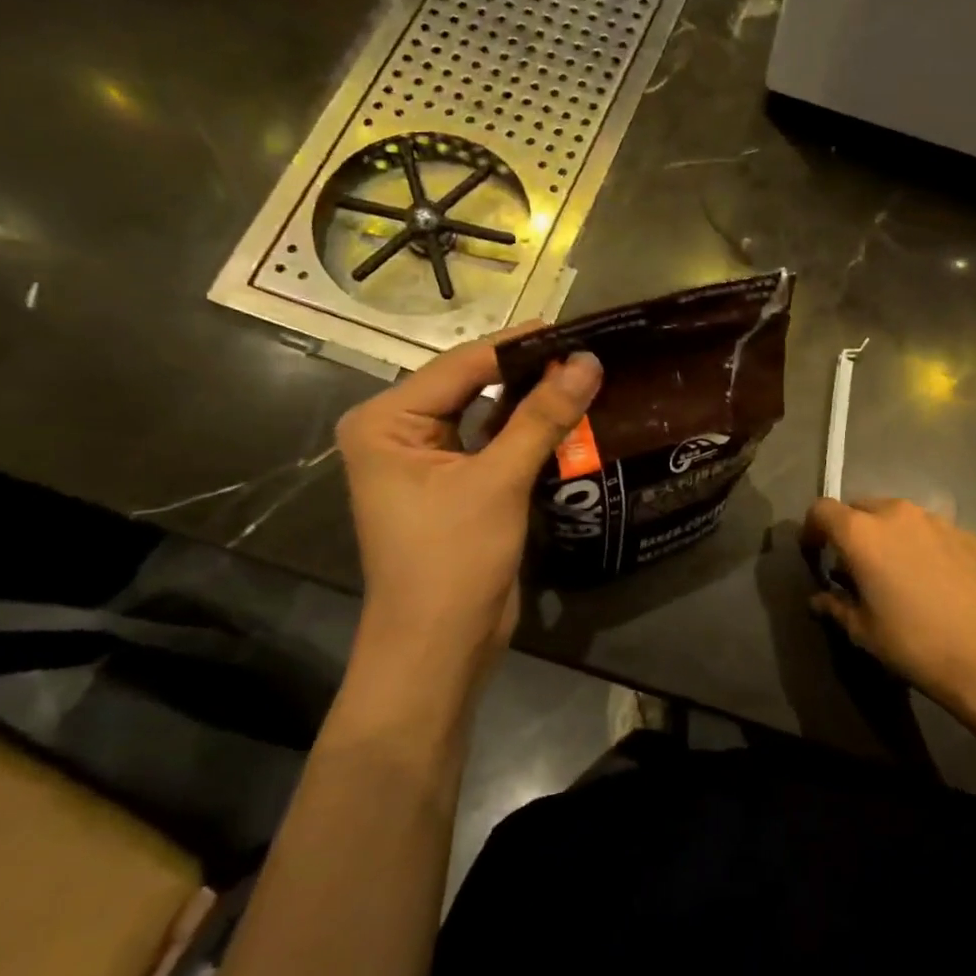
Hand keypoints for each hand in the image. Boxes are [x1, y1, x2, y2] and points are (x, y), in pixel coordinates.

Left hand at [335, 330, 601, 689]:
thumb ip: (542, 417)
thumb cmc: (452, 560)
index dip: (519, 345)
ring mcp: (427, 461)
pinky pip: (494, 444)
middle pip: (473, 385)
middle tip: (587, 351)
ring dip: (532, 402)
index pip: (461, 365)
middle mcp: (400, 432)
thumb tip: (588, 361)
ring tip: (585, 377)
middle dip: (527, 371)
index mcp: (386, 421)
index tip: (575, 328)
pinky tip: (570, 419)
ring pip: (487, 414)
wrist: (438, 648)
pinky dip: (528, 433)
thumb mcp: (498, 481)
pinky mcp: (455, 486)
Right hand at [802, 497, 975, 700]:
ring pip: (897, 516)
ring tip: (896, 572)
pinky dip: (920, 545)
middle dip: (850, 531)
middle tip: (855, 567)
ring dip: (887, 535)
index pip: (822, 510)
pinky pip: (929, 530)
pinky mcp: (966, 533)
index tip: (815, 555)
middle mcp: (896, 514)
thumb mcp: (864, 632)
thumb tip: (820, 599)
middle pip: (860, 507)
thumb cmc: (915, 643)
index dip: (812, 529)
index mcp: (862, 533)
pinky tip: (933, 579)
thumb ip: (836, 607)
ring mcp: (935, 520)